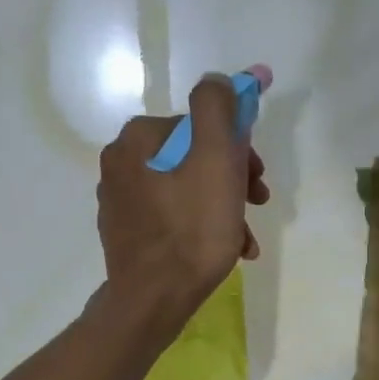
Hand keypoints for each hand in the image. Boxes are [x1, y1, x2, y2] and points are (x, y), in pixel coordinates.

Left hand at [97, 74, 269, 327]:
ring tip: (245, 238)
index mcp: (138, 138)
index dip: (237, 149)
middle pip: (193, 158)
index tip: (258, 178)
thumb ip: (218, 107)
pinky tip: (225, 249)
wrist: (154, 300)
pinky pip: (173, 218)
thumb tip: (222, 79)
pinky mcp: (126, 234)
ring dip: (224, 208)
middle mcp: (120, 162)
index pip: (201, 126)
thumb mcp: (216, 158)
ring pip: (186, 190)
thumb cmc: (192, 229)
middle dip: (232, 179)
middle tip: (257, 203)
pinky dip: (201, 227)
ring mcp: (120, 201)